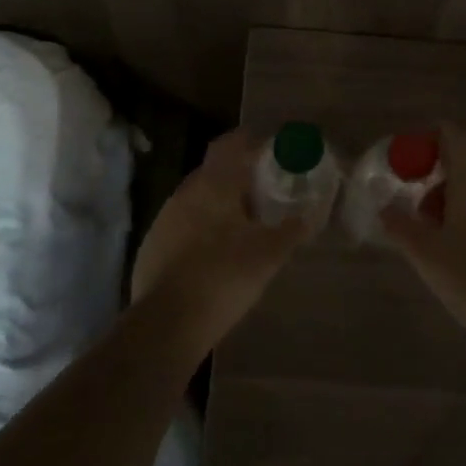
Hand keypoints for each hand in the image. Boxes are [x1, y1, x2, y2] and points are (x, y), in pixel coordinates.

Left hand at [130, 129, 306, 351]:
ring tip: (243, 219)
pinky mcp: (153, 245)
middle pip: (213, 170)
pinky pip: (184, 223)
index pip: (230, 144)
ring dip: (219, 201)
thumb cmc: (223, 277)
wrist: (167, 323)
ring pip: (197, 198)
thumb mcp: (269, 255)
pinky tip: (216, 248)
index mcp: (212, 185)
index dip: (251, 141)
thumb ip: (292, 230)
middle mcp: (185, 193)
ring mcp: (164, 219)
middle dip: (237, 173)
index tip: (271, 147)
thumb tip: (311, 215)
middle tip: (264, 185)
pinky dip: (203, 226)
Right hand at [380, 123, 465, 346]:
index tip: (409, 160)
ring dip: (454, 202)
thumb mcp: (424, 252)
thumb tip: (385, 207)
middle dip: (437, 180)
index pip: (453, 137)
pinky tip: (462, 253)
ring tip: (436, 238)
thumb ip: (400, 224)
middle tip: (417, 211)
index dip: (430, 140)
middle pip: (465, 164)